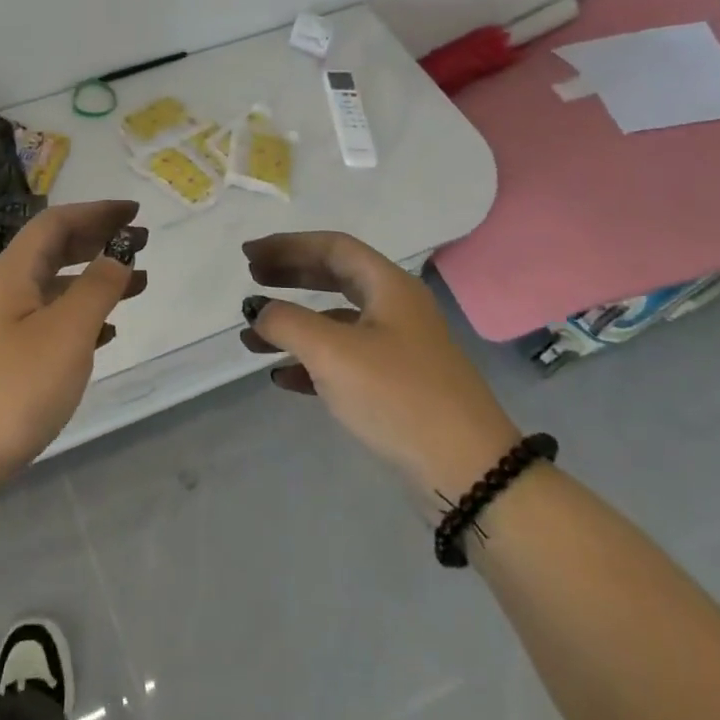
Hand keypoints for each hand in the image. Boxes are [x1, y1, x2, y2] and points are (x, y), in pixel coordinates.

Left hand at [0, 200, 146, 495]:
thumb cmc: (15, 387)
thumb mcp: (66, 333)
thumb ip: (97, 289)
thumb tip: (117, 257)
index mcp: (13, 271)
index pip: (57, 223)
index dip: (96, 212)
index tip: (134, 212)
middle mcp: (5, 289)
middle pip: (55, 249)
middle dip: (98, 240)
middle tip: (140, 242)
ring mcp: (3, 324)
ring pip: (56, 286)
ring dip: (96, 279)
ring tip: (139, 285)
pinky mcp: (6, 356)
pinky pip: (52, 319)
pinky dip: (82, 315)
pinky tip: (108, 332)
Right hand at [240, 231, 520, 516]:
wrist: (470, 474)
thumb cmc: (399, 396)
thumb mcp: (333, 353)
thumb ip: (287, 322)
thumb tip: (258, 310)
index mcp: (388, 287)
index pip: (332, 247)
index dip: (287, 245)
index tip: (248, 255)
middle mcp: (395, 309)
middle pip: (334, 278)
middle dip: (289, 276)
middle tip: (251, 279)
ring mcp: (398, 349)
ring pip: (334, 322)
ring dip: (292, 324)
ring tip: (252, 338)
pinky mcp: (396, 386)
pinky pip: (343, 360)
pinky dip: (309, 362)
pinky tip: (281, 377)